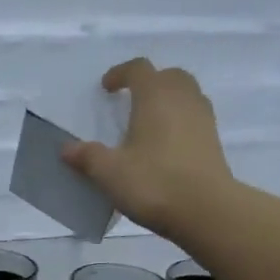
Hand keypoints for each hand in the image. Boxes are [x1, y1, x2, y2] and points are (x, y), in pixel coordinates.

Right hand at [62, 58, 233, 238]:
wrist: (205, 210)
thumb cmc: (154, 183)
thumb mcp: (110, 173)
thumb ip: (87, 157)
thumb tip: (66, 148)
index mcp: (155, 96)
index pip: (138, 69)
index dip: (120, 73)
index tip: (106, 88)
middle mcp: (182, 98)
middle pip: (168, 76)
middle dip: (149, 82)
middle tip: (131, 101)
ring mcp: (203, 118)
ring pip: (185, 94)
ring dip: (167, 100)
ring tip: (149, 122)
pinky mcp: (213, 140)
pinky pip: (194, 117)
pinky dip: (179, 120)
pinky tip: (165, 145)